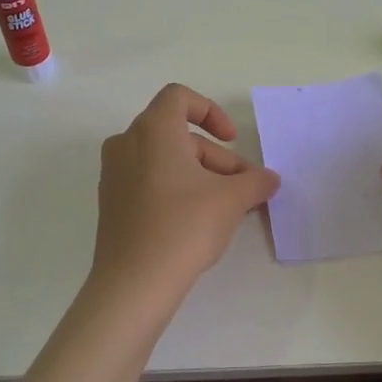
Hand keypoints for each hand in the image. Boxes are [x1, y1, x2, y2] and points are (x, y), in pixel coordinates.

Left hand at [90, 84, 280, 301]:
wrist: (133, 283)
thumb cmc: (183, 227)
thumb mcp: (231, 200)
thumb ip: (255, 181)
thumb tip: (270, 179)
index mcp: (152, 130)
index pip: (179, 97)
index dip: (211, 111)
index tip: (232, 140)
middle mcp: (126, 144)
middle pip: (178, 134)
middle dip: (216, 157)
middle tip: (243, 188)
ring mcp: (113, 174)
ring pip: (164, 160)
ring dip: (200, 175)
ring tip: (227, 209)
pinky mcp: (111, 203)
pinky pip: (148, 180)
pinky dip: (176, 189)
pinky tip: (198, 221)